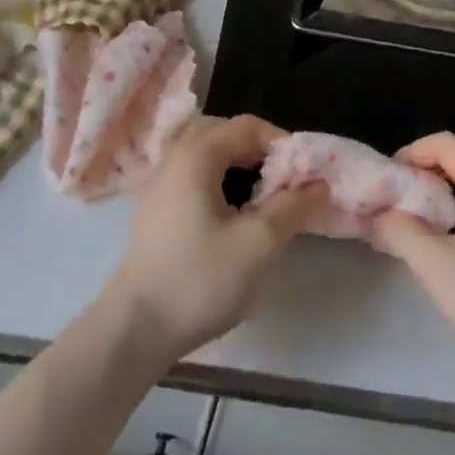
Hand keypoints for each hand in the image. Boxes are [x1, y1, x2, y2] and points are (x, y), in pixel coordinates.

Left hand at [102, 115, 324, 363]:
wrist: (136, 328)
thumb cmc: (199, 279)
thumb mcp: (257, 244)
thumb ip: (292, 208)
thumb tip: (319, 184)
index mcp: (197, 154)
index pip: (248, 126)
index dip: (282, 143)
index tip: (304, 174)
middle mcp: (175, 156)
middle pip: (224, 132)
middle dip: (258, 150)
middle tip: (282, 182)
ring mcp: (159, 181)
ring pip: (205, 152)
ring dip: (236, 164)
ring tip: (260, 197)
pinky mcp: (154, 207)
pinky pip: (191, 173)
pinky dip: (217, 179)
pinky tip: (229, 213)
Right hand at [372, 133, 454, 378]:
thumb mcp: (435, 264)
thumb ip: (398, 229)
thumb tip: (376, 213)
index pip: (445, 144)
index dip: (410, 154)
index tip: (387, 182)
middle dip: (422, 176)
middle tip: (394, 203)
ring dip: (438, 196)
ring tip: (412, 224)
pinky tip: (444, 246)